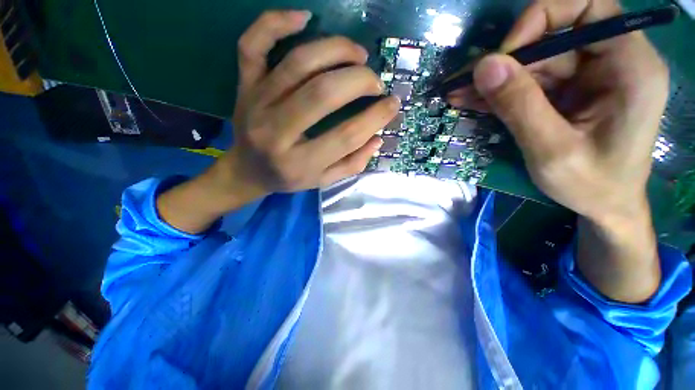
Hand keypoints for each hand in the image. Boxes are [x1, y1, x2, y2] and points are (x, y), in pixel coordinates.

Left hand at [156, 11, 398, 233]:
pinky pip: (253, 45)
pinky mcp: (244, 85)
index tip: (392, 105)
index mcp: (299, 164)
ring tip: (358, 55)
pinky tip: (305, 18)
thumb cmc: (288, 178)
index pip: (346, 136)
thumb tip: (377, 138)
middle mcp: (276, 132)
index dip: (375, 118)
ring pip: (298, 63)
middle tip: (375, 82)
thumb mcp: (323, 181)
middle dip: (359, 81)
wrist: (247, 170)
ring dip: (336, 50)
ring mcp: (256, 104)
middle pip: (323, 93)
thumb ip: (352, 164)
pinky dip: (276, 22)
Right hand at [449, 0, 665, 302]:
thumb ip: (521, 104)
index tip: (504, 58)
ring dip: (496, 79)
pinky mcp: (568, 92)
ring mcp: (588, 76)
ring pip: (535, 58)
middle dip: (510, 56)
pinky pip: (529, 79)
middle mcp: (611, 60)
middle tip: (471, 85)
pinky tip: (477, 106)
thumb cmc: (590, 190)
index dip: (540, 20)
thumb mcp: (553, 151)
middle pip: (555, 30)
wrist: (602, 211)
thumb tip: (486, 69)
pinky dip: (500, 91)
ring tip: (464, 100)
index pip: (583, 6)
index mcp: (630, 66)